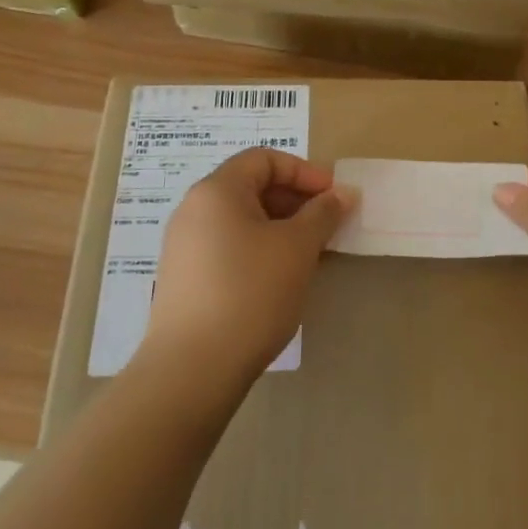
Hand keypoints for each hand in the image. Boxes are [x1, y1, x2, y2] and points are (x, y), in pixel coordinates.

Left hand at [141, 148, 354, 383]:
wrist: (192, 369)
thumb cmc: (251, 292)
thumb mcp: (297, 247)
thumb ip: (323, 213)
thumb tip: (343, 193)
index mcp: (216, 190)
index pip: (264, 159)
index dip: (304, 172)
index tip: (333, 197)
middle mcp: (193, 210)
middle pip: (251, 187)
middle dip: (295, 201)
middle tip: (327, 227)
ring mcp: (184, 246)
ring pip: (241, 220)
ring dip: (280, 228)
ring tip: (309, 254)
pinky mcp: (184, 279)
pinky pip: (228, 247)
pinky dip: (259, 250)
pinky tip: (280, 279)